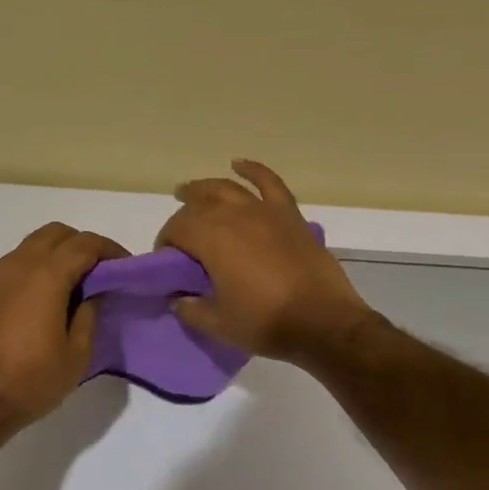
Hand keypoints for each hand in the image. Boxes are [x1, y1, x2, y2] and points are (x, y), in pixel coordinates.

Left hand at [0, 223, 127, 435]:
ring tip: (68, 287)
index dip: (109, 249)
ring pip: (28, 248)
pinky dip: (30, 272)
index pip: (85, 244)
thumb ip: (89, 317)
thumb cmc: (29, 382)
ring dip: (53, 256)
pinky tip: (35, 303)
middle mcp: (17, 266)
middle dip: (80, 244)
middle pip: (54, 233)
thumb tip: (92, 294)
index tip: (123, 265)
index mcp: (46, 276)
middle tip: (97, 271)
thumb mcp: (76, 356)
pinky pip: (9, 268)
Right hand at [156, 159, 372, 361]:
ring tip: (189, 191)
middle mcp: (234, 216)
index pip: (176, 229)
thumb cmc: (265, 323)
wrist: (323, 323)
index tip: (166, 261)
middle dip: (181, 218)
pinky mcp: (289, 215)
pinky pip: (269, 183)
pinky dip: (252, 170)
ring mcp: (264, 212)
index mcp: (211, 239)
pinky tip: (239, 164)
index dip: (165, 242)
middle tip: (178, 237)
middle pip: (197, 206)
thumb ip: (191, 309)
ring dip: (203, 188)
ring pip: (226, 189)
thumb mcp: (218, 324)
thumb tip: (179, 299)